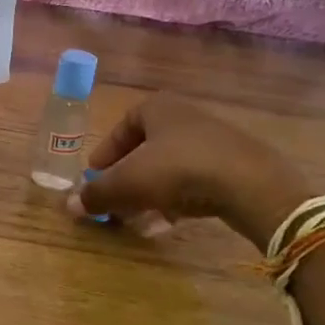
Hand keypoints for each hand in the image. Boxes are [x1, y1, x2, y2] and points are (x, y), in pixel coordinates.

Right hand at [74, 96, 313, 250]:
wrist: (253, 185)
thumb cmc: (179, 171)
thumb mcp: (129, 183)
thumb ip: (98, 194)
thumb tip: (70, 205)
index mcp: (157, 107)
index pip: (122, 126)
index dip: (106, 153)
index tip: (97, 176)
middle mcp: (186, 115)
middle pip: (148, 147)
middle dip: (130, 176)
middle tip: (119, 199)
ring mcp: (216, 138)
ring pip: (173, 165)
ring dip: (155, 189)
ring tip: (146, 215)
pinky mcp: (239, 163)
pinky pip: (199, 177)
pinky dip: (182, 195)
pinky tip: (178, 218)